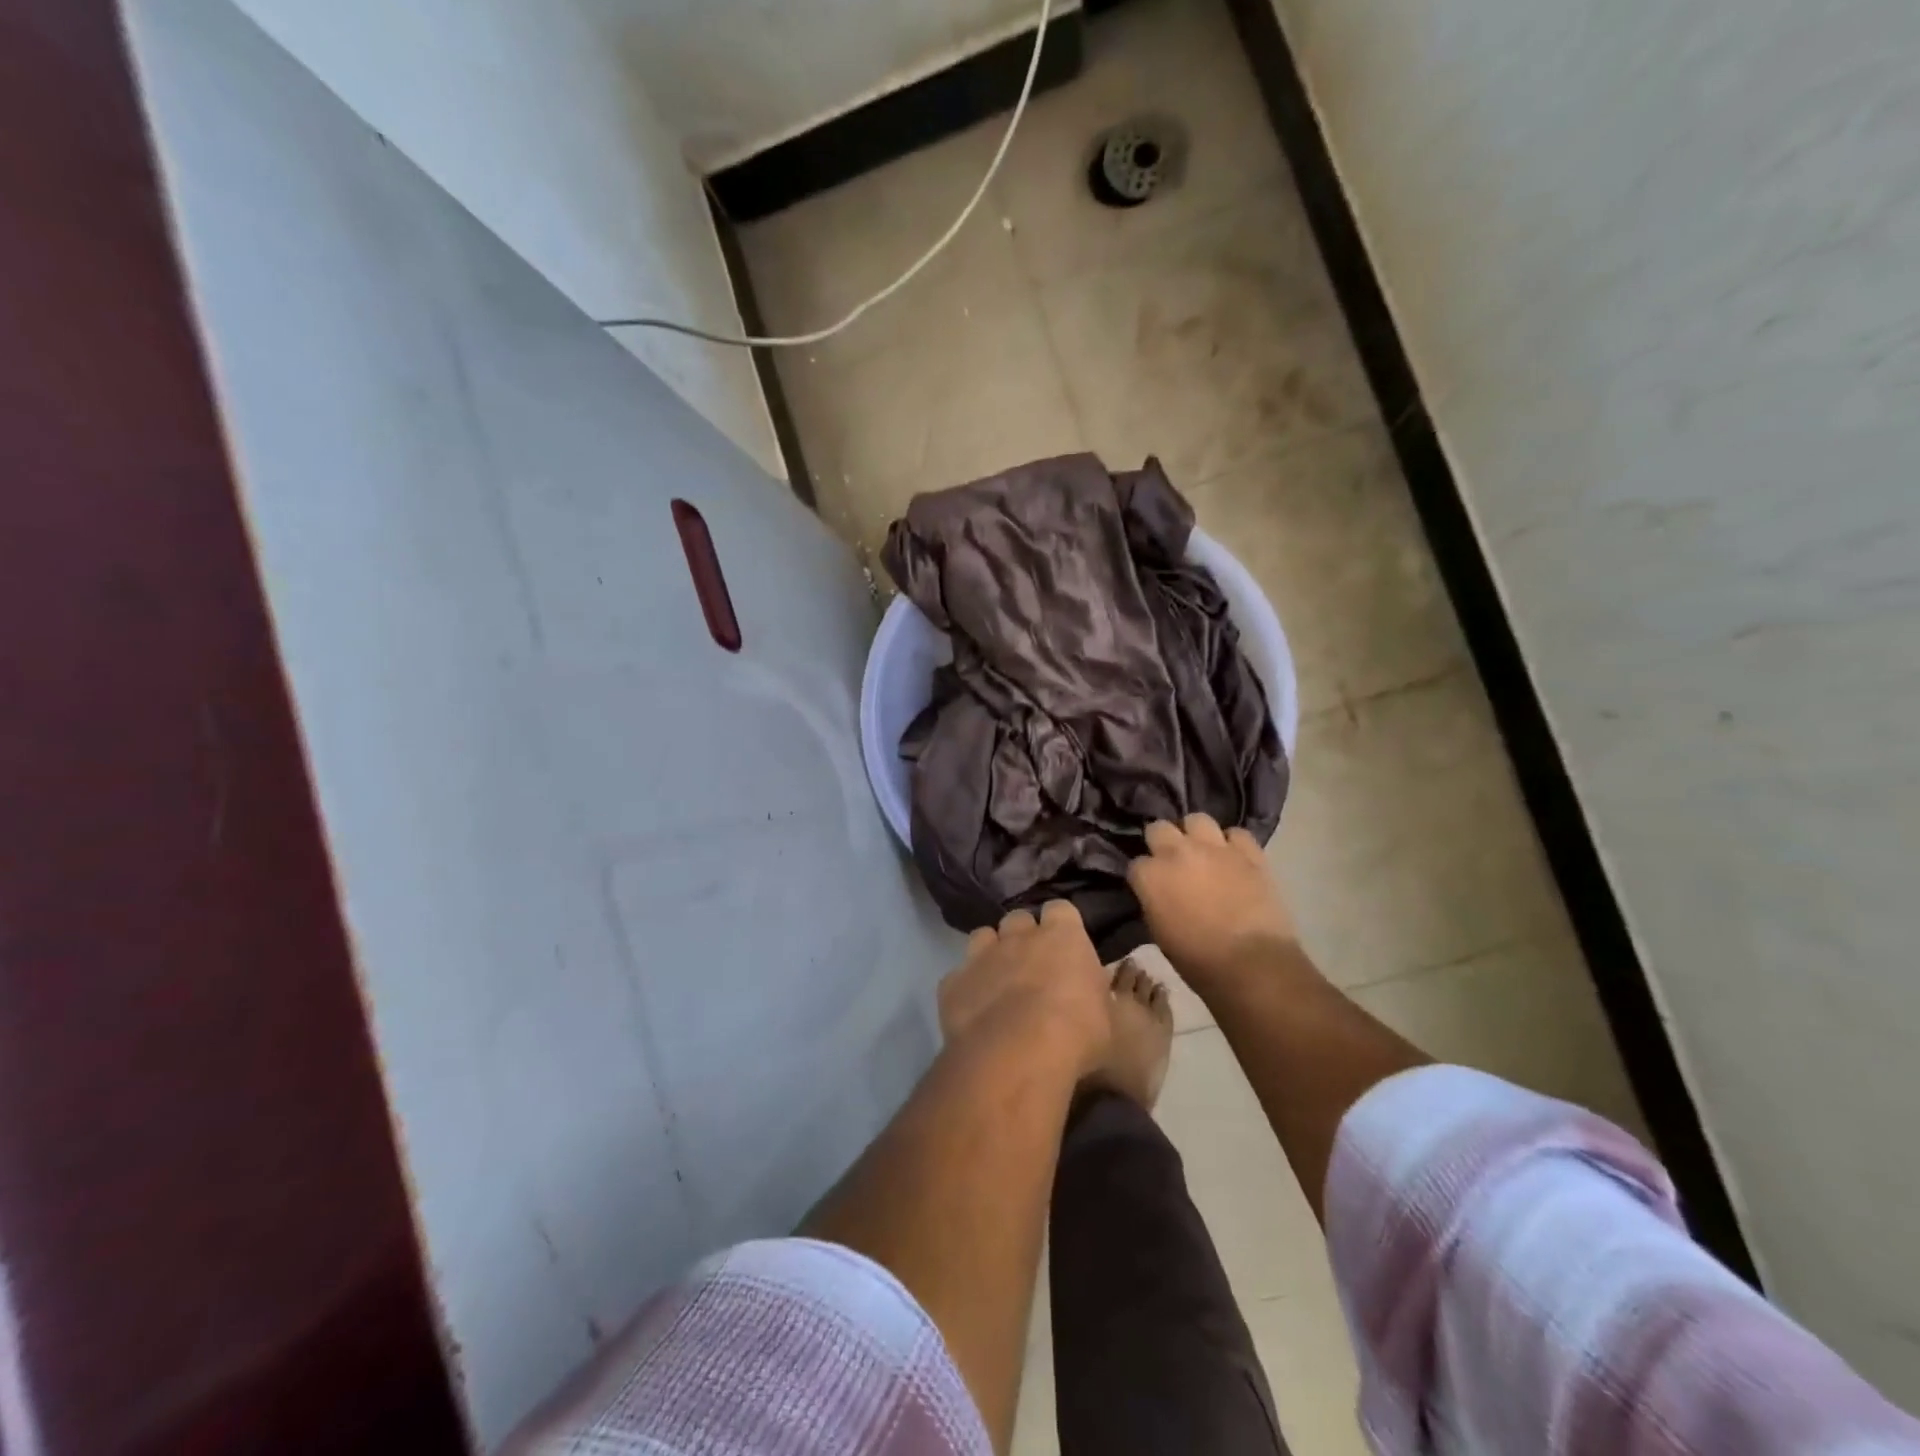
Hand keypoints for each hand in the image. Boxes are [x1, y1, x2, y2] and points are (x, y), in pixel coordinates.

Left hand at [938, 901, 1111, 1081]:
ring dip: (990, 952)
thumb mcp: (1105, 1018)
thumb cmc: (1076, 1034)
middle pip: (1018, 918)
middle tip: (1031, 965)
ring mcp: (982, 955)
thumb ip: (1093, 995)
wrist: (1018, 1054)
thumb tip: (1089, 994)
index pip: (1061, 909)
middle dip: (1023, 936)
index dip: (1061, 924)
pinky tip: (973, 1010)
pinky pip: (958, 976)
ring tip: (998, 980)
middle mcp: (1019, 936)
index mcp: (1063, 937)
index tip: (1065, 944)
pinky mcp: (953, 982)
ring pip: (983, 936)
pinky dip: (966, 988)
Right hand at [1127, 813, 1299, 991]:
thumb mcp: (1159, 933)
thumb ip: (1154, 902)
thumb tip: (1158, 894)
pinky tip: (1234, 858)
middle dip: (1161, 842)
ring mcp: (1215, 848)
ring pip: (1197, 819)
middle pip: (1159, 828)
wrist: (1252, 965)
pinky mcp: (1249, 853)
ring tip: (1202, 851)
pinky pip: (1237, 834)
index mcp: (1150, 876)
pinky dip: (1233, 844)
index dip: (1144, 876)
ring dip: (1195, 834)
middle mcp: (1177, 852)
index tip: (1150, 888)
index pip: (1136, 863)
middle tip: (1171, 861)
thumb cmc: (1198, 961)